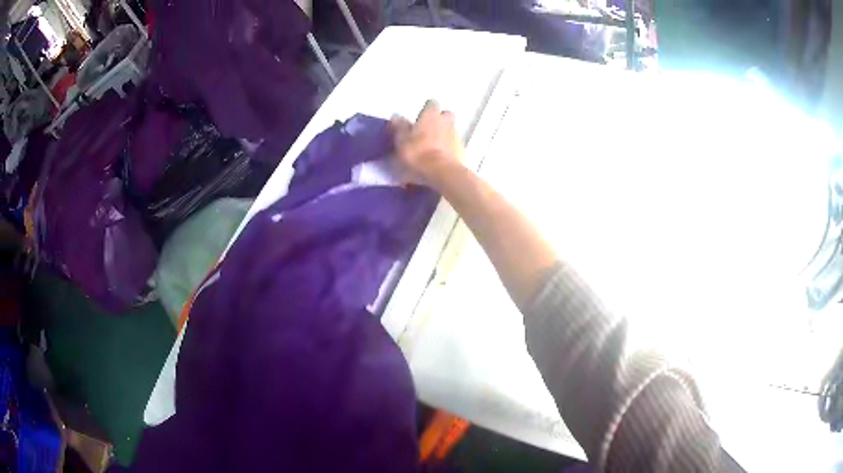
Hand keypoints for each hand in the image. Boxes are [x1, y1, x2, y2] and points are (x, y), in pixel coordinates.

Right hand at [390, 100, 464, 188]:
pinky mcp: (462, 151)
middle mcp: (446, 121)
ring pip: (451, 130)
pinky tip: (440, 159)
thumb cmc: (418, 154)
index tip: (419, 118)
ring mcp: (456, 136)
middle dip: (439, 120)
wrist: (442, 173)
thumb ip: (399, 127)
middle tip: (428, 131)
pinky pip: (455, 146)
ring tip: (433, 148)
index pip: (431, 103)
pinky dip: (449, 149)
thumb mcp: (401, 141)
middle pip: (446, 115)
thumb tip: (396, 116)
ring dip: (444, 135)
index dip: (426, 110)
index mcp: (431, 115)